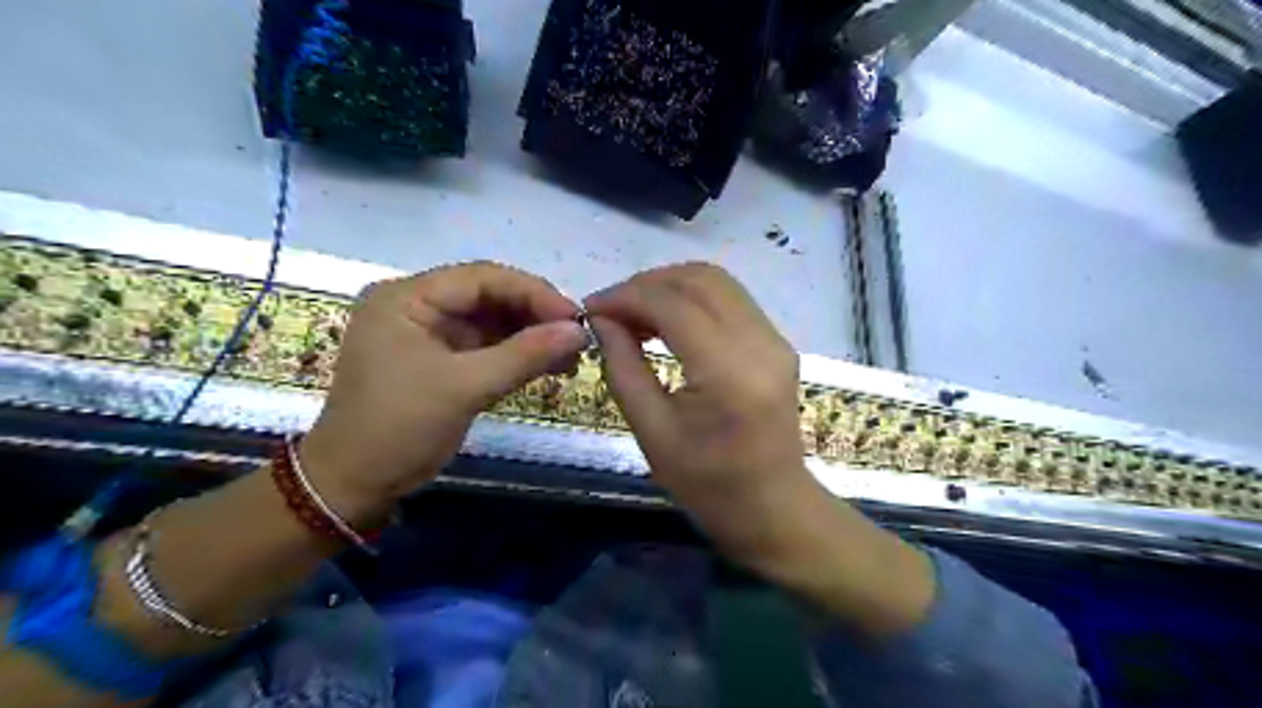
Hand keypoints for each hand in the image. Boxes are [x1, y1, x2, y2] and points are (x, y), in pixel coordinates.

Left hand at [298, 260, 587, 520]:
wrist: (355, 485)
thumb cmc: (398, 427)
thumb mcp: (464, 388)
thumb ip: (524, 355)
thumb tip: (579, 332)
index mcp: (407, 297)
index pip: (482, 278)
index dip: (533, 293)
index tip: (575, 318)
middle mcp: (417, 306)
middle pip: (489, 297)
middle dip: (535, 316)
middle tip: (577, 339)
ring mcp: (429, 333)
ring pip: (492, 322)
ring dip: (531, 337)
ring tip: (570, 356)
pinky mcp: (441, 360)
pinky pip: (487, 347)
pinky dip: (518, 355)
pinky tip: (549, 366)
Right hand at [582, 264, 818, 568]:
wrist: (773, 508)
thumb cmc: (707, 484)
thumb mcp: (652, 430)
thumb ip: (623, 366)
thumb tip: (602, 320)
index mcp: (728, 372)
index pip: (673, 304)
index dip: (626, 297)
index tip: (591, 308)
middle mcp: (760, 343)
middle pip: (700, 279)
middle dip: (648, 283)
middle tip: (611, 308)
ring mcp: (775, 340)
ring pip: (718, 282)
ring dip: (671, 286)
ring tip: (634, 313)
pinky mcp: (777, 343)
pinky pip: (731, 301)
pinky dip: (693, 299)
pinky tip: (666, 322)